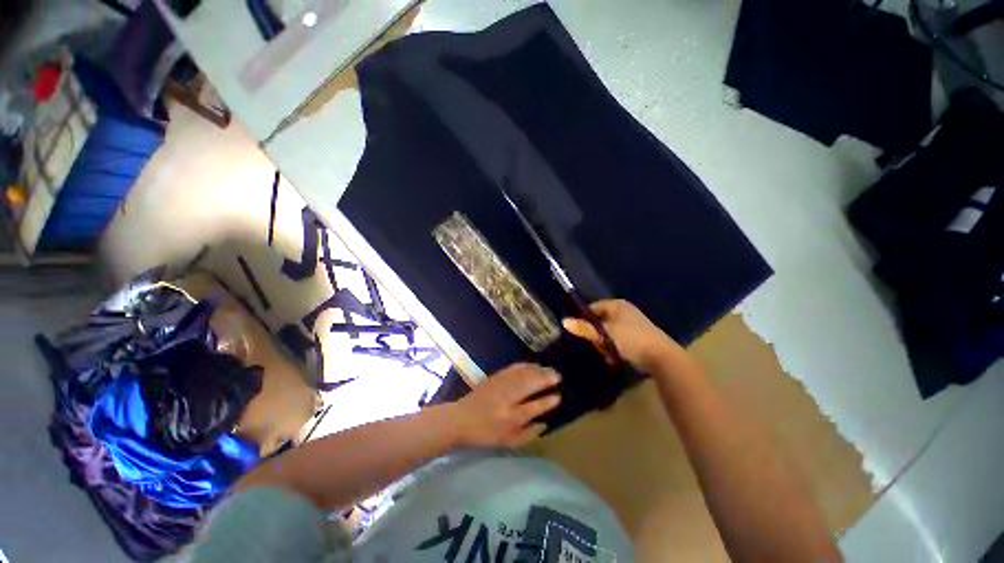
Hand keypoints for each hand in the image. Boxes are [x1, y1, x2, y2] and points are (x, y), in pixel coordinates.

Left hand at [449, 363, 560, 448]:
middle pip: (529, 385)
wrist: (460, 419)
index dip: (547, 402)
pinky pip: (513, 368)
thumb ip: (528, 435)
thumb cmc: (485, 434)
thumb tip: (545, 423)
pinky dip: (525, 366)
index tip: (558, 396)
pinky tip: (533, 365)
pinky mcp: (494, 377)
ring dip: (537, 370)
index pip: (533, 408)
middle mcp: (506, 400)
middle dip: (545, 379)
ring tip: (549, 370)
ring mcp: (499, 386)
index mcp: (509, 419)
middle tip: (558, 376)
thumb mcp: (507, 442)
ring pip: (522, 374)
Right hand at [563, 299, 686, 373]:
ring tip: (606, 352)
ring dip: (605, 342)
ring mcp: (633, 323)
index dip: (585, 319)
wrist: (661, 357)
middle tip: (596, 344)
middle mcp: (625, 311)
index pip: (593, 308)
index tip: (581, 332)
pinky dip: (615, 346)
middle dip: (596, 333)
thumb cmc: (630, 339)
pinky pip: (619, 338)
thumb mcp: (605, 334)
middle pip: (601, 320)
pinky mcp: (639, 336)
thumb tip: (564, 321)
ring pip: (609, 331)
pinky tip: (615, 355)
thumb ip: (584, 328)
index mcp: (617, 305)